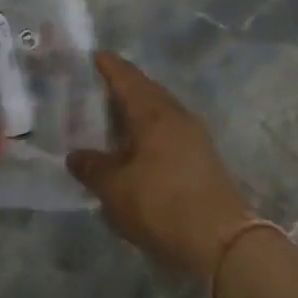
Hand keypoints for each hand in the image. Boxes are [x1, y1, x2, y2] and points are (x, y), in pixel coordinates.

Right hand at [68, 53, 249, 280]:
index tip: (94, 56)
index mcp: (154, 113)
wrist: (220, 241)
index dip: (109, 66)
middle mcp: (177, 116)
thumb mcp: (115, 189)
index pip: (128, 78)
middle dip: (123, 87)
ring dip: (138, 112)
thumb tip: (76, 156)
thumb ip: (93, 168)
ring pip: (160, 113)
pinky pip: (169, 132)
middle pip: (147, 92)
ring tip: (113, 119)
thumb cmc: (161, 205)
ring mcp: (195, 137)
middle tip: (97, 89)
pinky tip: (137, 149)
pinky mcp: (203, 159)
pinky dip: (149, 133)